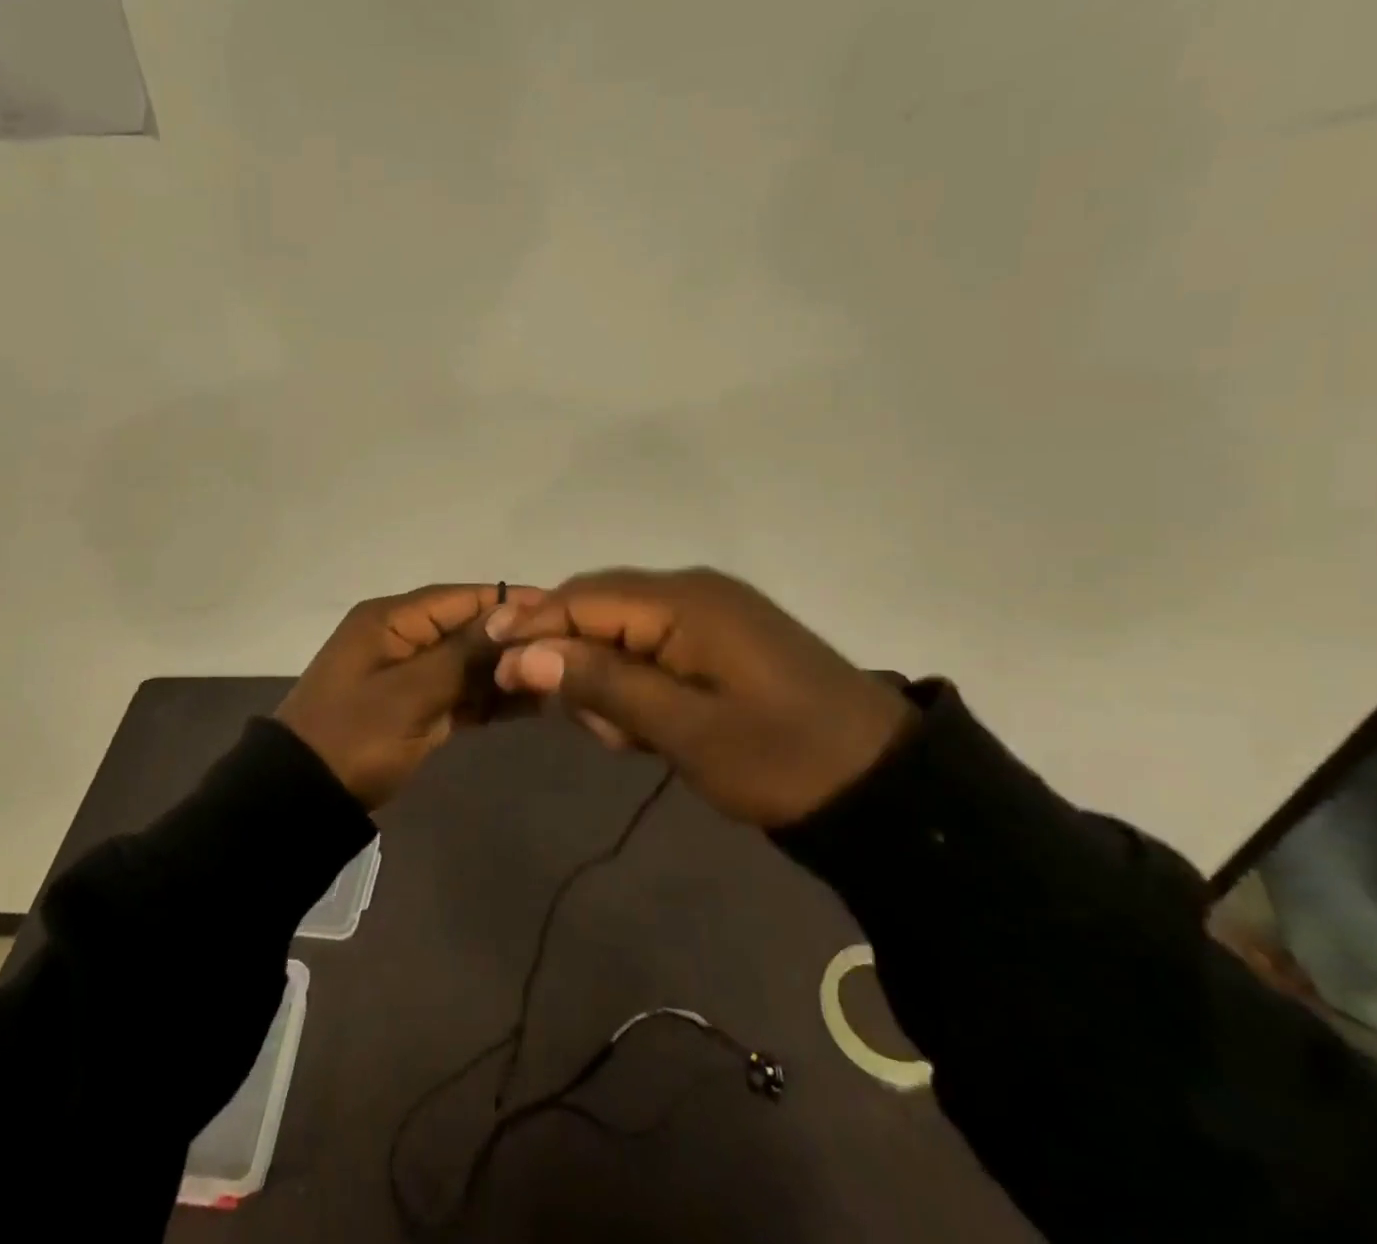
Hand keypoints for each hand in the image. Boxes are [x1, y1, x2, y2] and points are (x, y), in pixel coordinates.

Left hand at [277, 583, 539, 808]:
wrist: (305, 796)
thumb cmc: (354, 736)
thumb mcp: (409, 694)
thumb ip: (463, 655)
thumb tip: (512, 616)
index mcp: (391, 620)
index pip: (460, 599)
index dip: (508, 602)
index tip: (557, 609)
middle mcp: (402, 637)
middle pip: (467, 629)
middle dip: (513, 641)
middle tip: (567, 652)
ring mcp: (409, 673)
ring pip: (468, 663)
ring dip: (506, 672)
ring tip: (558, 681)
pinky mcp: (416, 705)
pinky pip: (460, 693)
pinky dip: (490, 699)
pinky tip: (532, 704)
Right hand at [488, 567, 914, 827]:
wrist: (881, 784)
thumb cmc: (779, 758)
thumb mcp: (683, 729)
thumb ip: (602, 684)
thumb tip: (525, 654)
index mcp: (684, 601)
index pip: (583, 597)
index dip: (533, 627)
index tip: (495, 666)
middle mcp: (692, 591)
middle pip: (599, 606)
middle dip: (573, 659)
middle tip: (584, 723)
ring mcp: (710, 612)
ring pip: (623, 630)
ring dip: (607, 679)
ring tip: (631, 739)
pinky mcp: (721, 638)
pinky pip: (654, 645)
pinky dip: (637, 682)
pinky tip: (651, 728)